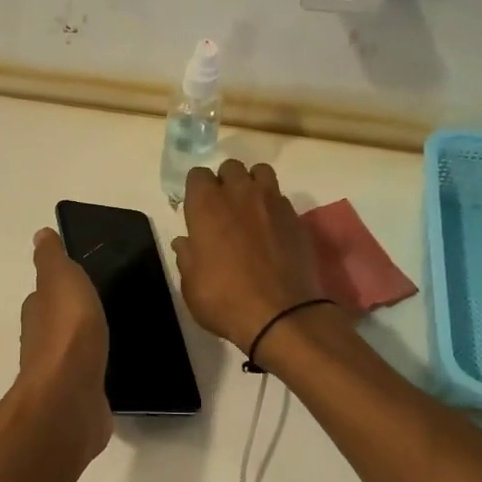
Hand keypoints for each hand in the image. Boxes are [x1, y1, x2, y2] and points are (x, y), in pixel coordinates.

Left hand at [15, 228, 111, 460]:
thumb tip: (40, 235)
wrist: (69, 399)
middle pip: (54, 326)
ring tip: (108, 338)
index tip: (75, 281)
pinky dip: (94, 374)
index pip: (43, 296)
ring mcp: (60, 375)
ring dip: (83, 347)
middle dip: (69, 318)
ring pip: (71, 354)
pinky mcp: (79, 400)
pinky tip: (110, 373)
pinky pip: (88, 380)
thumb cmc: (67, 333)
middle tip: (96, 308)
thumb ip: (52, 260)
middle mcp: (41, 344)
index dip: (55, 287)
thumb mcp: (61, 280)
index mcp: (37, 314)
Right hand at [173, 160, 322, 350]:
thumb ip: (187, 257)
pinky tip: (271, 231)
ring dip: (252, 185)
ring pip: (261, 173)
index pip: (197, 175)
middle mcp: (239, 194)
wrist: (282, 315)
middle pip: (230, 167)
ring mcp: (272, 203)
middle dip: (225, 182)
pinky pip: (281, 198)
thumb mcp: (191, 285)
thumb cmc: (225, 300)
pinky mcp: (296, 218)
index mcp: (207, 205)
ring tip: (250, 210)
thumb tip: (184, 242)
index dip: (196, 190)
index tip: (196, 210)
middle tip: (223, 209)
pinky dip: (273, 207)